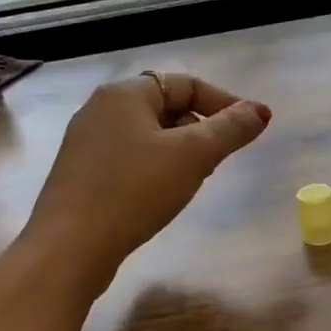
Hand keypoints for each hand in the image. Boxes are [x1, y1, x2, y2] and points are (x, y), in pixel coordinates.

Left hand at [25, 72, 270, 293]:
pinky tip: (163, 195)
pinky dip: (156, 167)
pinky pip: (131, 157)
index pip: (186, 83)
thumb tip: (260, 110)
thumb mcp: (193, 156)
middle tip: (220, 158)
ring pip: (149, 134)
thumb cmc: (135, 190)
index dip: (224, 102)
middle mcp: (101, 109)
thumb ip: (230, 129)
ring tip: (196, 179)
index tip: (249, 129)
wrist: (70, 247)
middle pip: (167, 107)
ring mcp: (87, 142)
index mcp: (125, 94)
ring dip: (180, 150)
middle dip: (201, 128)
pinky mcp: (82, 173)